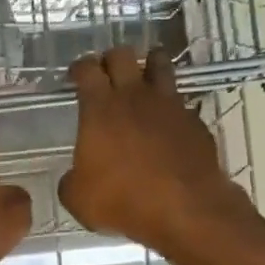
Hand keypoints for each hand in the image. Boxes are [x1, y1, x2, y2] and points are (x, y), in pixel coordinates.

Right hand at [58, 45, 255, 254]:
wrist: (184, 208)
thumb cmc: (122, 200)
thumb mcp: (78, 199)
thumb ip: (71, 181)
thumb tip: (74, 177)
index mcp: (100, 110)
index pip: (87, 70)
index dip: (79, 69)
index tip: (75, 76)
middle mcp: (135, 97)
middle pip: (122, 55)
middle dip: (110, 60)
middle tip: (105, 74)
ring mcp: (169, 105)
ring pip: (159, 63)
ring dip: (148, 65)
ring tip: (142, 78)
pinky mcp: (194, 121)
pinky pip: (180, 101)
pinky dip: (170, 105)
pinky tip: (166, 121)